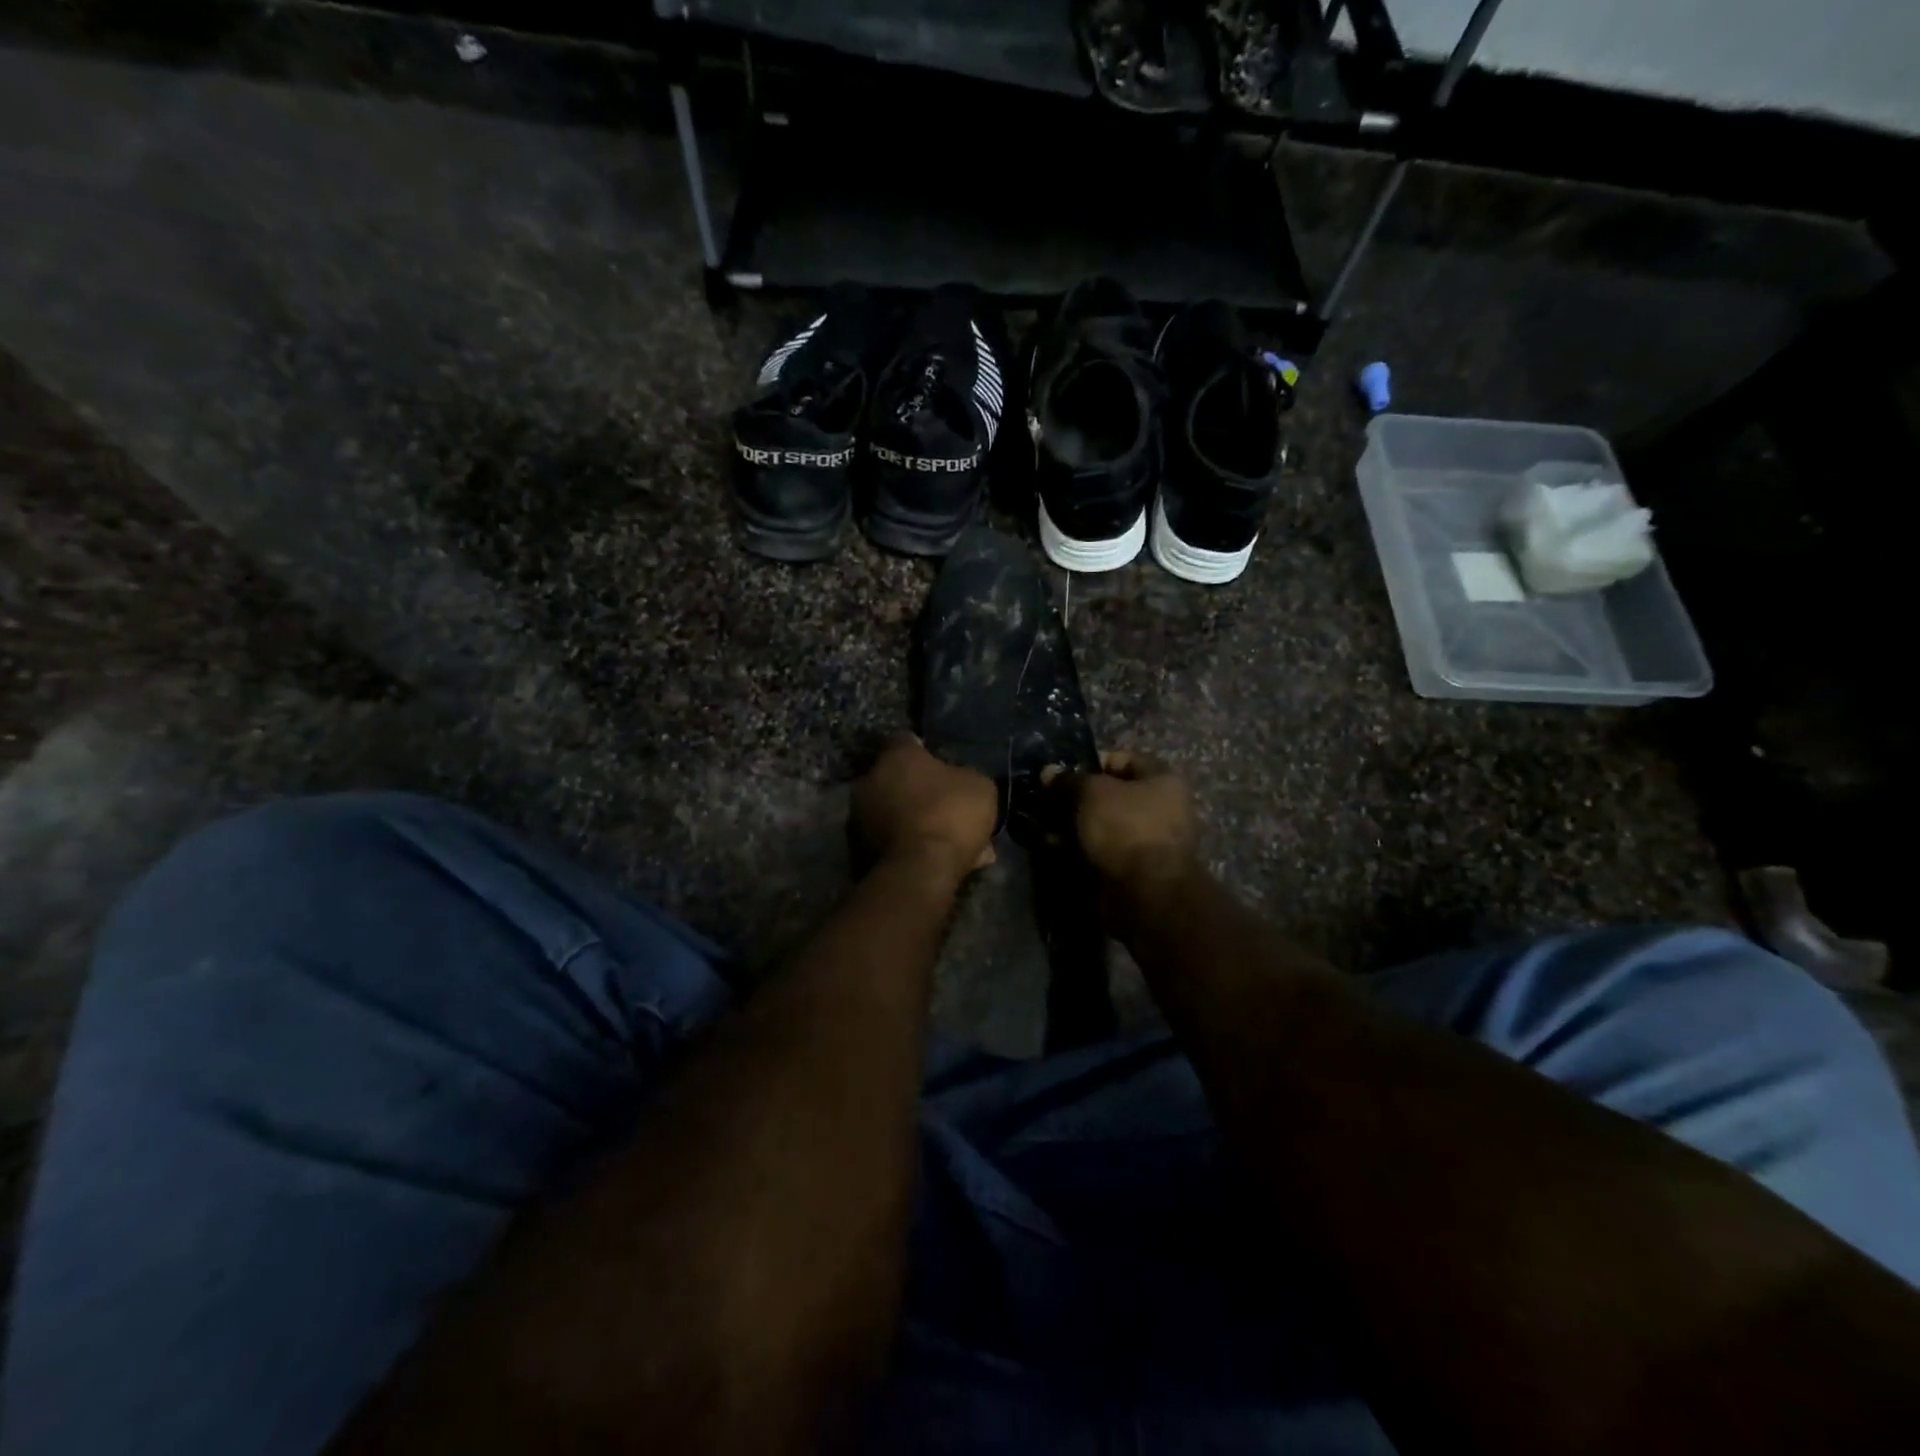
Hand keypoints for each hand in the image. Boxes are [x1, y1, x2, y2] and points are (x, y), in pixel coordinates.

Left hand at [852, 736, 997, 882]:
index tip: (941, 765)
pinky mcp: (859, 849)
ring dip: (914, 821)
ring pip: (894, 813)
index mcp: (896, 756)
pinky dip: (910, 846)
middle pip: (896, 779)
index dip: (925, 752)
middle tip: (945, 806)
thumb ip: (964, 776)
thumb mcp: (979, 786)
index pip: (906, 741)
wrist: (920, 871)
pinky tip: (936, 859)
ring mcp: (859, 817)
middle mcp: (869, 780)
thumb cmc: (950, 814)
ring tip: (946, 840)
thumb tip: (959, 779)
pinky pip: (892, 841)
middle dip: (917, 790)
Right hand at [1044, 751, 1199, 899]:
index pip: (1122, 759)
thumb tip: (1048, 771)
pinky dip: (1080, 848)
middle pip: (1111, 795)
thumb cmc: (1125, 827)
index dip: (1090, 762)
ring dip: (1075, 825)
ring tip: (1044, 826)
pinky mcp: (1135, 869)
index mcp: (1162, 780)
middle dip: (1077, 798)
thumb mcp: (1091, 793)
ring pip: (1103, 825)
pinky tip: (1054, 848)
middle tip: (1048, 801)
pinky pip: (1102, 850)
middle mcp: (1162, 808)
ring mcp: (1149, 841)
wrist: (1147, 893)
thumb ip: (1069, 780)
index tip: (1062, 773)